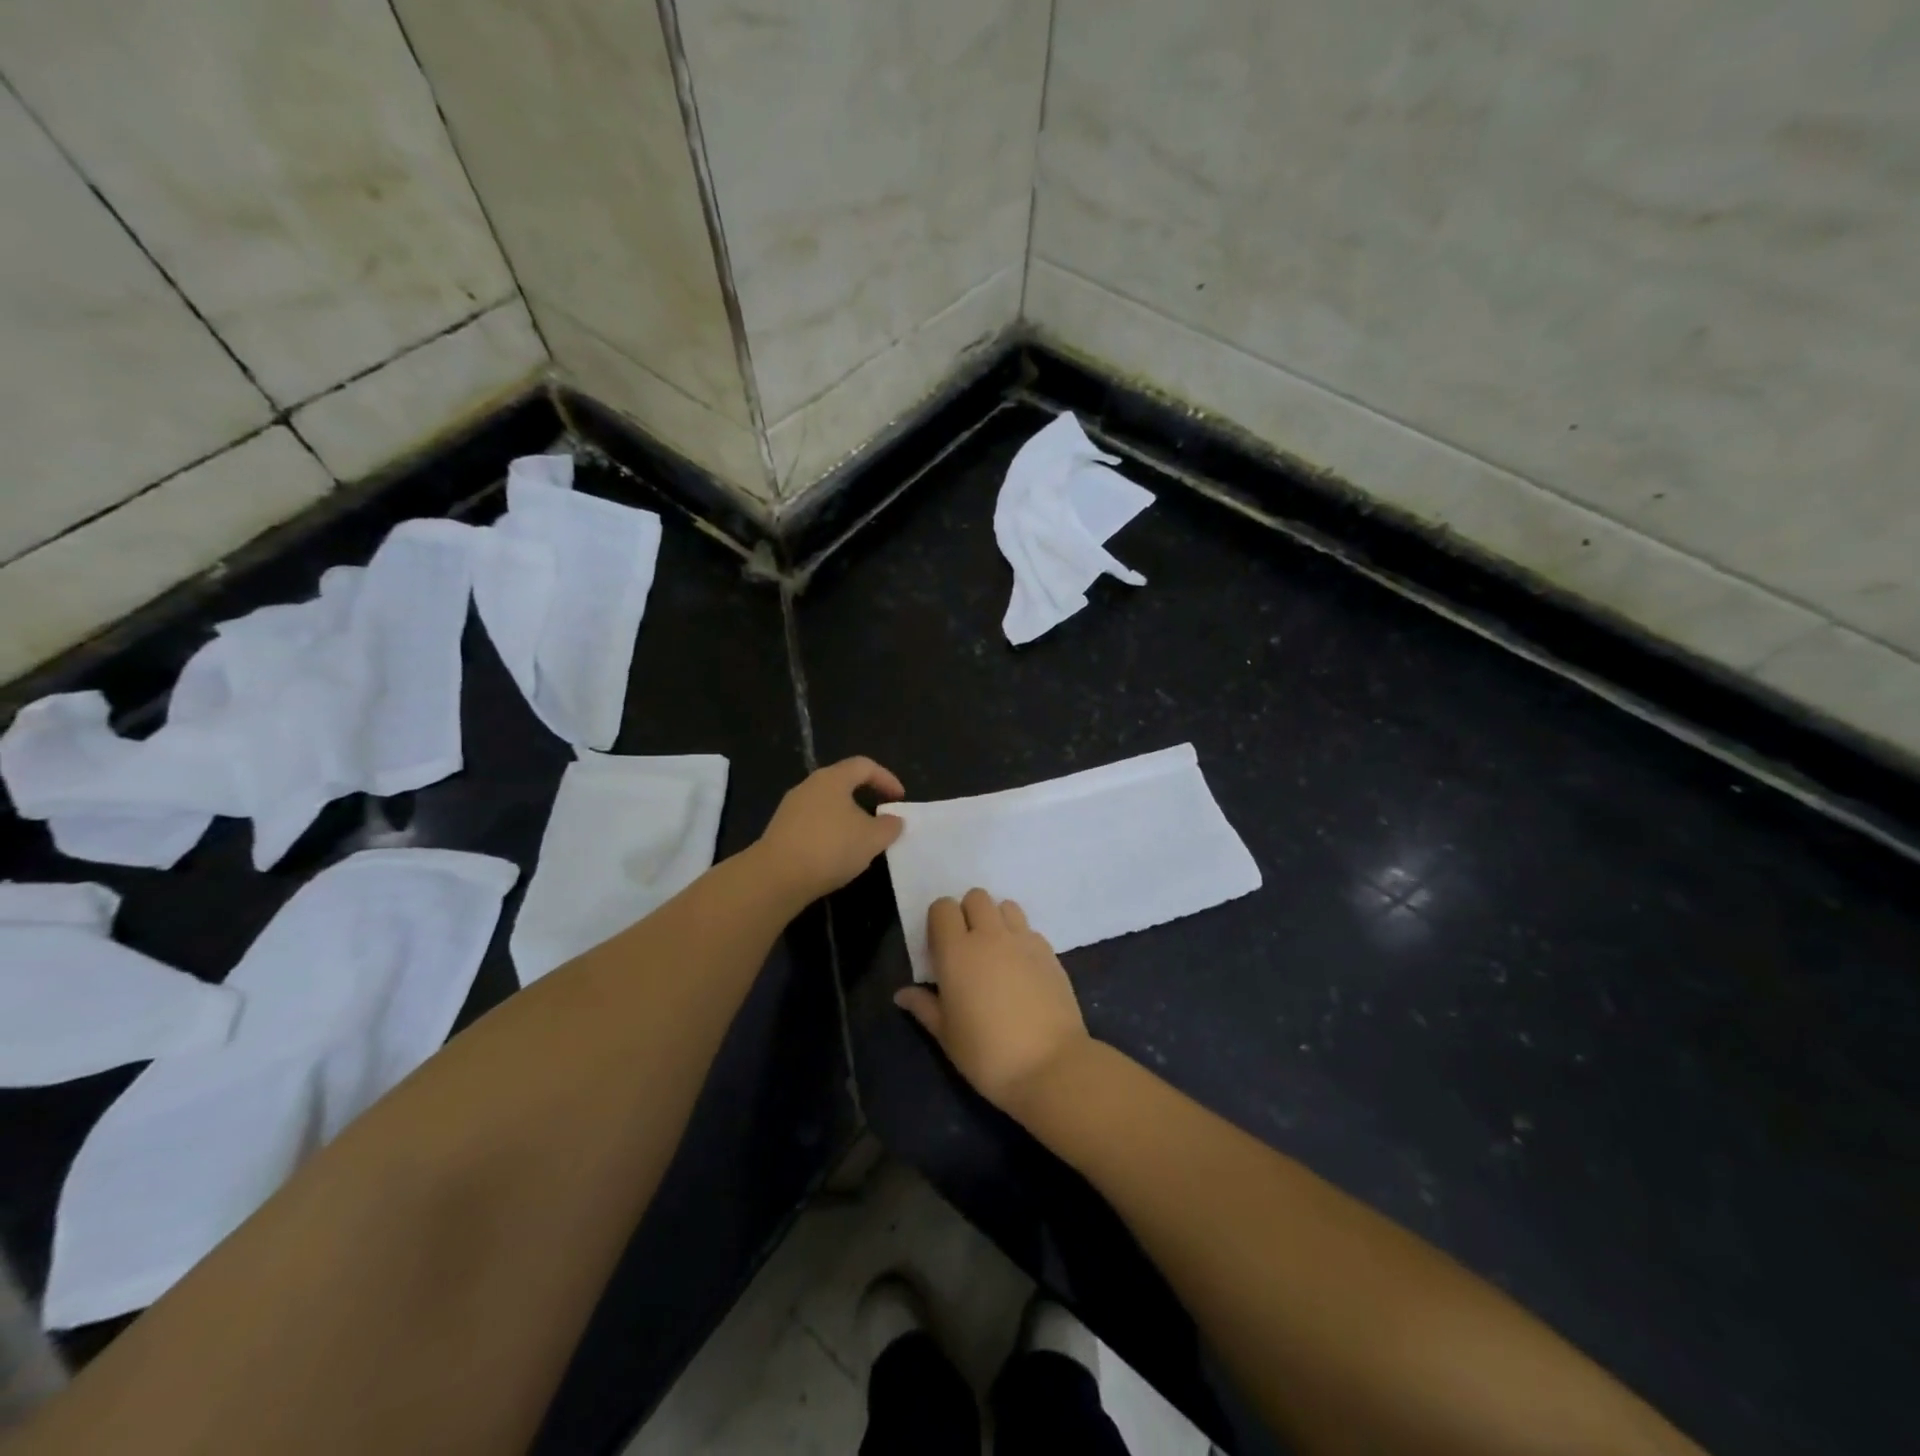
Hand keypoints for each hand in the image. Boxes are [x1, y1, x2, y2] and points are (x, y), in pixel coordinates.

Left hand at [754, 757, 905, 903]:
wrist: (776, 877)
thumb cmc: (830, 847)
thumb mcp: (872, 838)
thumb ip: (889, 826)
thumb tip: (894, 820)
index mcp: (832, 779)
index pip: (864, 766)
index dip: (886, 778)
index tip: (899, 798)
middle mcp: (809, 786)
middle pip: (843, 783)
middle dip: (865, 798)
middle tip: (881, 817)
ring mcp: (790, 808)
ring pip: (827, 805)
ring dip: (847, 818)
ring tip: (861, 840)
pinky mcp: (780, 830)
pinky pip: (813, 824)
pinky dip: (830, 833)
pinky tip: (836, 855)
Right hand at [894, 889, 1093, 1117]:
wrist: (1050, 1066)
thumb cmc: (987, 1054)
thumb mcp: (947, 1035)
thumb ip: (924, 1007)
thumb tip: (902, 994)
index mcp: (957, 951)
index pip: (942, 908)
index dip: (939, 921)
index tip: (940, 947)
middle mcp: (990, 936)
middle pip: (976, 897)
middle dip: (968, 913)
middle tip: (967, 947)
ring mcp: (1023, 940)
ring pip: (1006, 906)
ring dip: (997, 920)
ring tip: (996, 952)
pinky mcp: (1049, 952)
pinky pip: (1029, 929)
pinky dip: (1020, 938)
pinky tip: (1021, 968)